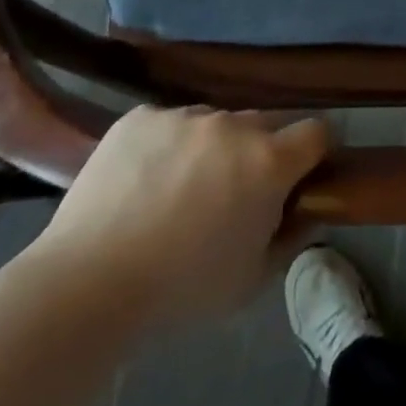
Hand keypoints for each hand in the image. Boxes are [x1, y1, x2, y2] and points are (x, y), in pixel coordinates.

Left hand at [30, 106, 329, 328]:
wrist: (87, 284)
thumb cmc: (182, 290)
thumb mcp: (252, 280)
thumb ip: (290, 238)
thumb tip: (304, 213)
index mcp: (268, 161)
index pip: (317, 131)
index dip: (315, 153)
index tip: (301, 176)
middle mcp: (232, 125)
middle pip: (266, 124)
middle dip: (262, 151)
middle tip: (235, 193)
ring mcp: (184, 115)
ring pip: (215, 122)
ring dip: (212, 147)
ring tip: (177, 191)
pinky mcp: (140, 117)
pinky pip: (169, 123)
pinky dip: (166, 146)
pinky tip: (141, 183)